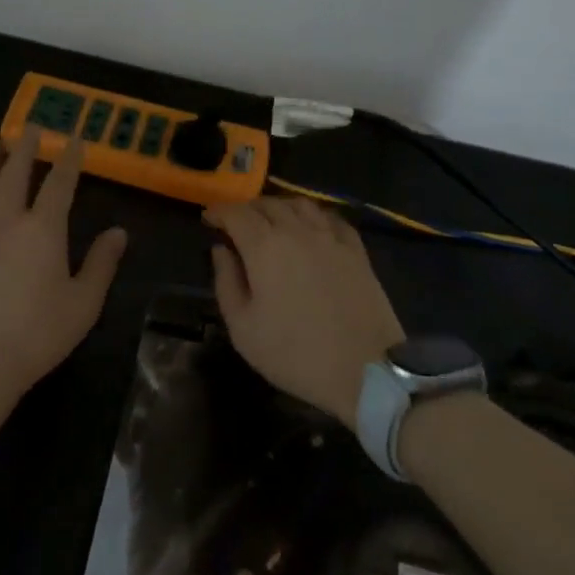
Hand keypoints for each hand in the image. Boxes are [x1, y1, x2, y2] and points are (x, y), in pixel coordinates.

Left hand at [0, 127, 126, 409]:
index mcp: (43, 230)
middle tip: (29, 127)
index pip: (60, 184)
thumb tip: (119, 232)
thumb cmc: (40, 333)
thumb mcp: (84, 302)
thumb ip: (102, 263)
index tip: (74, 138)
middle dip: (25, 149)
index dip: (70, 159)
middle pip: (15, 176)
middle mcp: (7, 224)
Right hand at [205, 197, 403, 428]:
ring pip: (299, 205)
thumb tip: (221, 250)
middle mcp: (296, 231)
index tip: (208, 220)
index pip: (235, 213)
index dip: (218, 212)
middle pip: (266, 203)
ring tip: (271, 222)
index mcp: (264, 246)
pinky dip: (313, 216)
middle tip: (236, 225)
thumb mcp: (244, 329)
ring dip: (278, 207)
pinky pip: (331, 218)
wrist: (366, 370)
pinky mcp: (356, 250)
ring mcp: (330, 237)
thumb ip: (226, 282)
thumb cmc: (296, 354)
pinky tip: (311, 228)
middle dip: (246, 209)